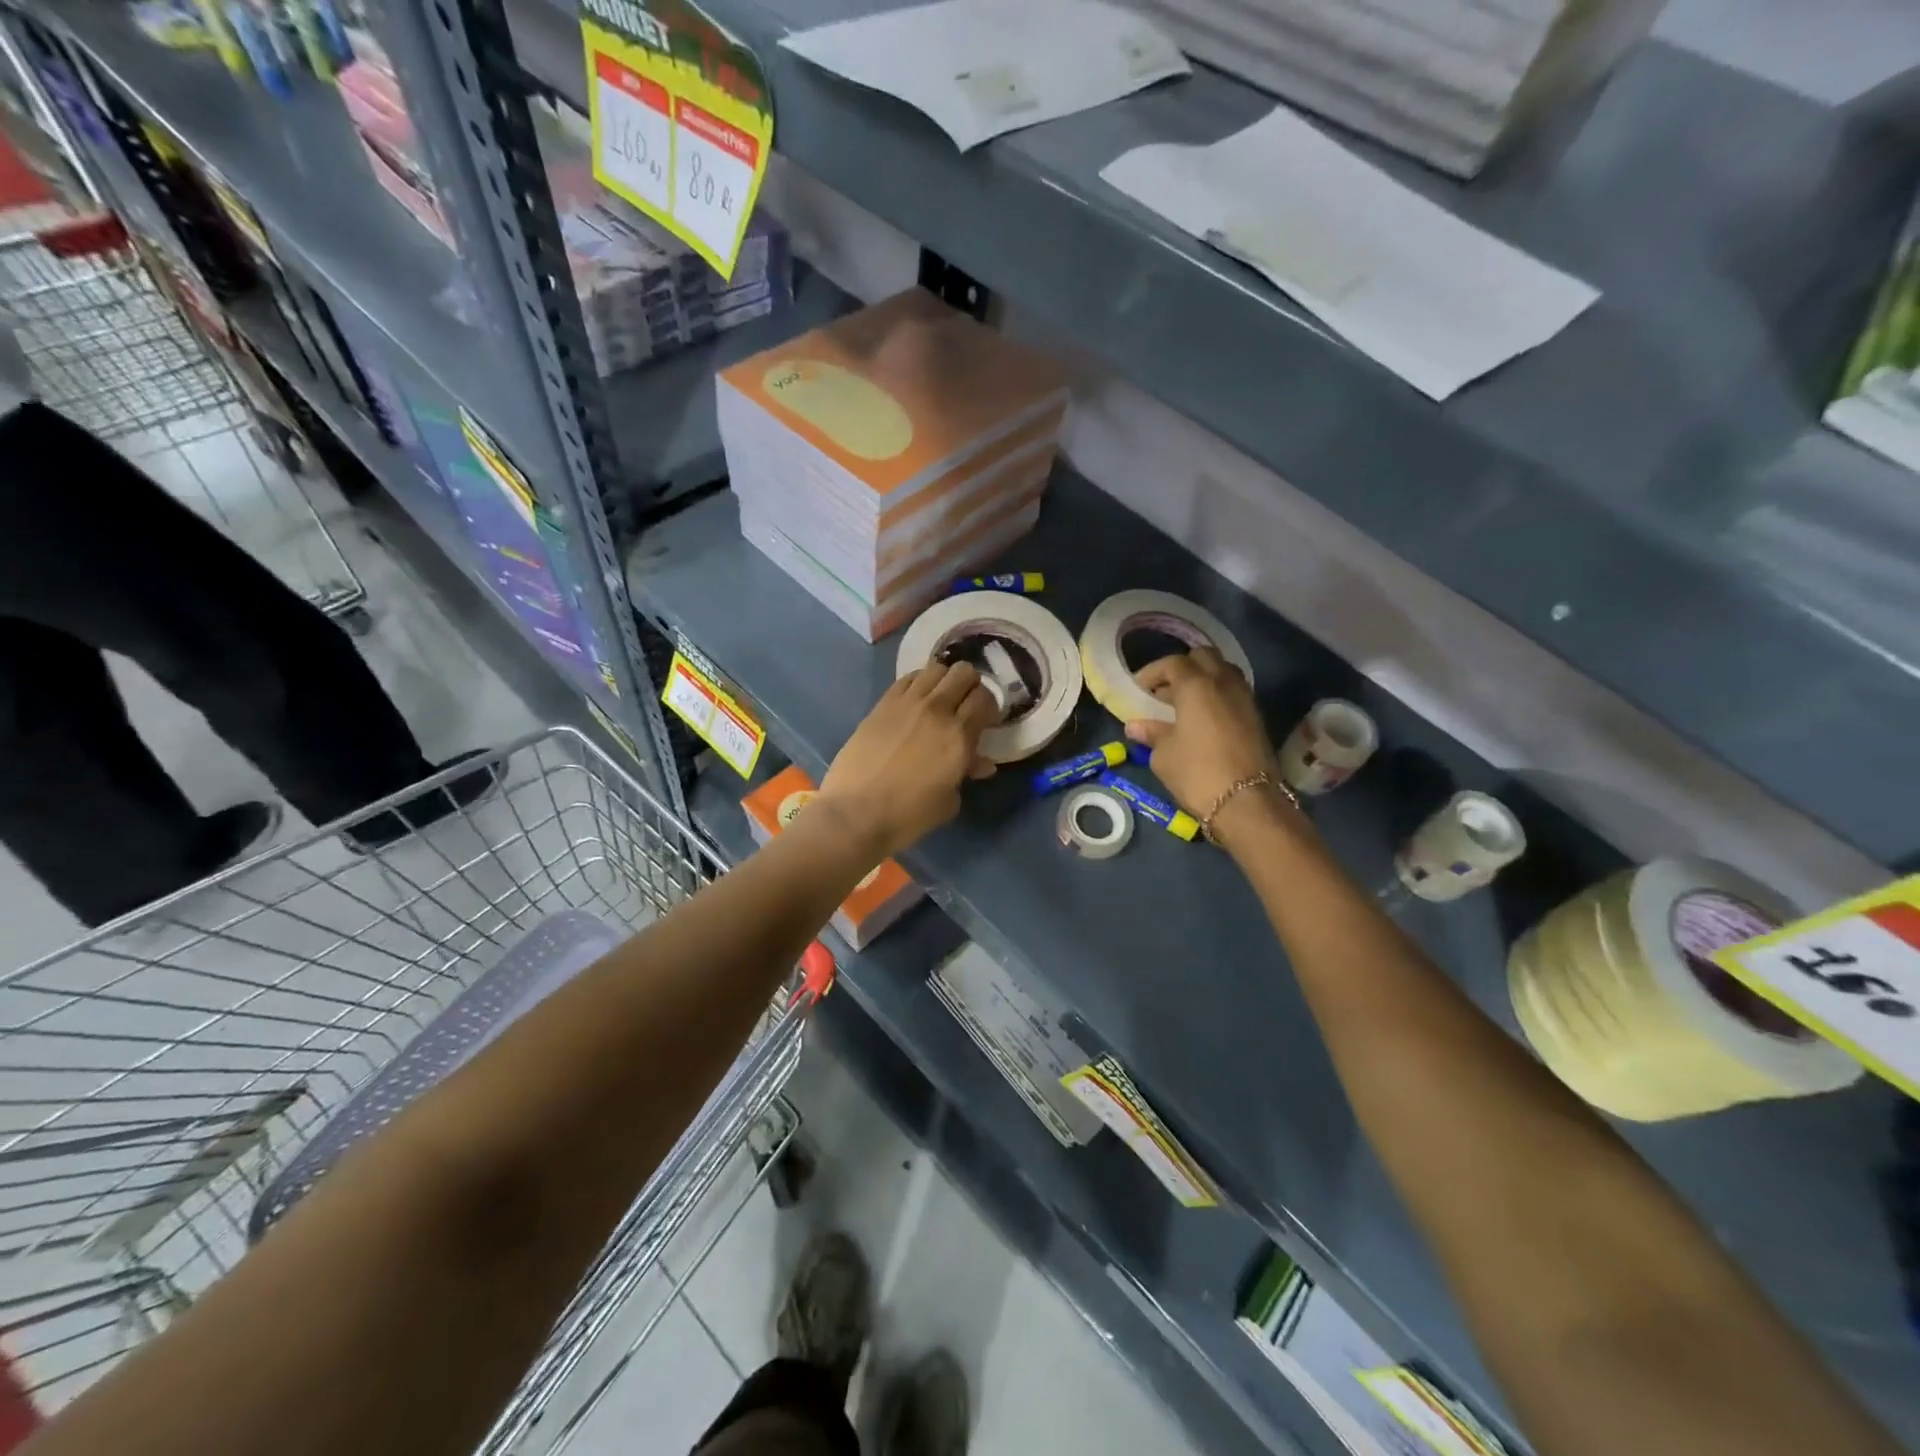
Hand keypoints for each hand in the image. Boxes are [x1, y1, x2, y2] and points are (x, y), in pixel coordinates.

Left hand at [817, 662, 998, 860]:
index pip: (984, 699)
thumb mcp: (948, 801)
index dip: (990, 707)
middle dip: (971, 686)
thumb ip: (966, 773)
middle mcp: (937, 710)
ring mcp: (907, 703)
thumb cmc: (908, 816)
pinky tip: (916, 700)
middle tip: (966, 705)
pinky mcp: (882, 704)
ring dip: (945, 680)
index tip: (986, 721)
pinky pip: (908, 678)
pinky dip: (919, 682)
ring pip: (936, 669)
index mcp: (959, 736)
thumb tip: (980, 763)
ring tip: (941, 698)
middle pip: (963, 673)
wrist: (856, 813)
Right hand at [1124, 650, 1290, 841]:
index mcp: (1196, 685)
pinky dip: (1217, 696)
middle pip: (1204, 657)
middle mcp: (1224, 683)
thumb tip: (1136, 726)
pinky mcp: (1256, 717)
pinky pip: (1234, 692)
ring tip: (1185, 703)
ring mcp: (1245, 698)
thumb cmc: (1197, 773)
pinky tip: (1203, 719)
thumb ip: (1151, 734)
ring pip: (1223, 672)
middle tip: (1165, 690)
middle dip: (1182, 668)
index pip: (1173, 663)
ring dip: (1203, 680)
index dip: (1152, 672)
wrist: (1247, 802)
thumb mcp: (1164, 755)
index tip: (1139, 688)